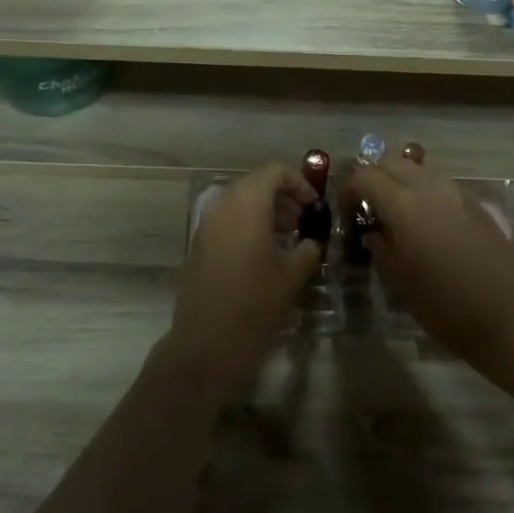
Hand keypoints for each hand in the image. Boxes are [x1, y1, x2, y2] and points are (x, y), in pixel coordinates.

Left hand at [170, 163, 321, 392]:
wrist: (206, 341)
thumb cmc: (255, 302)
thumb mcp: (292, 274)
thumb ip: (308, 248)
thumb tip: (312, 239)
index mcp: (247, 202)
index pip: (275, 171)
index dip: (299, 183)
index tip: (315, 206)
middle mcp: (223, 204)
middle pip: (256, 184)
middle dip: (283, 198)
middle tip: (304, 222)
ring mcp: (206, 224)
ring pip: (240, 202)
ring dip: (266, 212)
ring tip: (288, 239)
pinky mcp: (198, 244)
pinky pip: (227, 221)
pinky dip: (248, 225)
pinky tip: (264, 254)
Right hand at [342, 154, 513, 360]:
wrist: (506, 317)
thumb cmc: (444, 306)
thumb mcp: (400, 281)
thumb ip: (381, 249)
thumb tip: (373, 234)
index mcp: (404, 205)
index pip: (365, 176)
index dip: (349, 190)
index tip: (348, 213)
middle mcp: (430, 188)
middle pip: (392, 162)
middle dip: (374, 178)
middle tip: (368, 207)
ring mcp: (457, 193)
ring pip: (418, 169)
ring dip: (401, 181)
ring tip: (397, 213)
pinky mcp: (476, 203)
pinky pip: (441, 184)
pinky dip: (425, 191)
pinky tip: (426, 222)